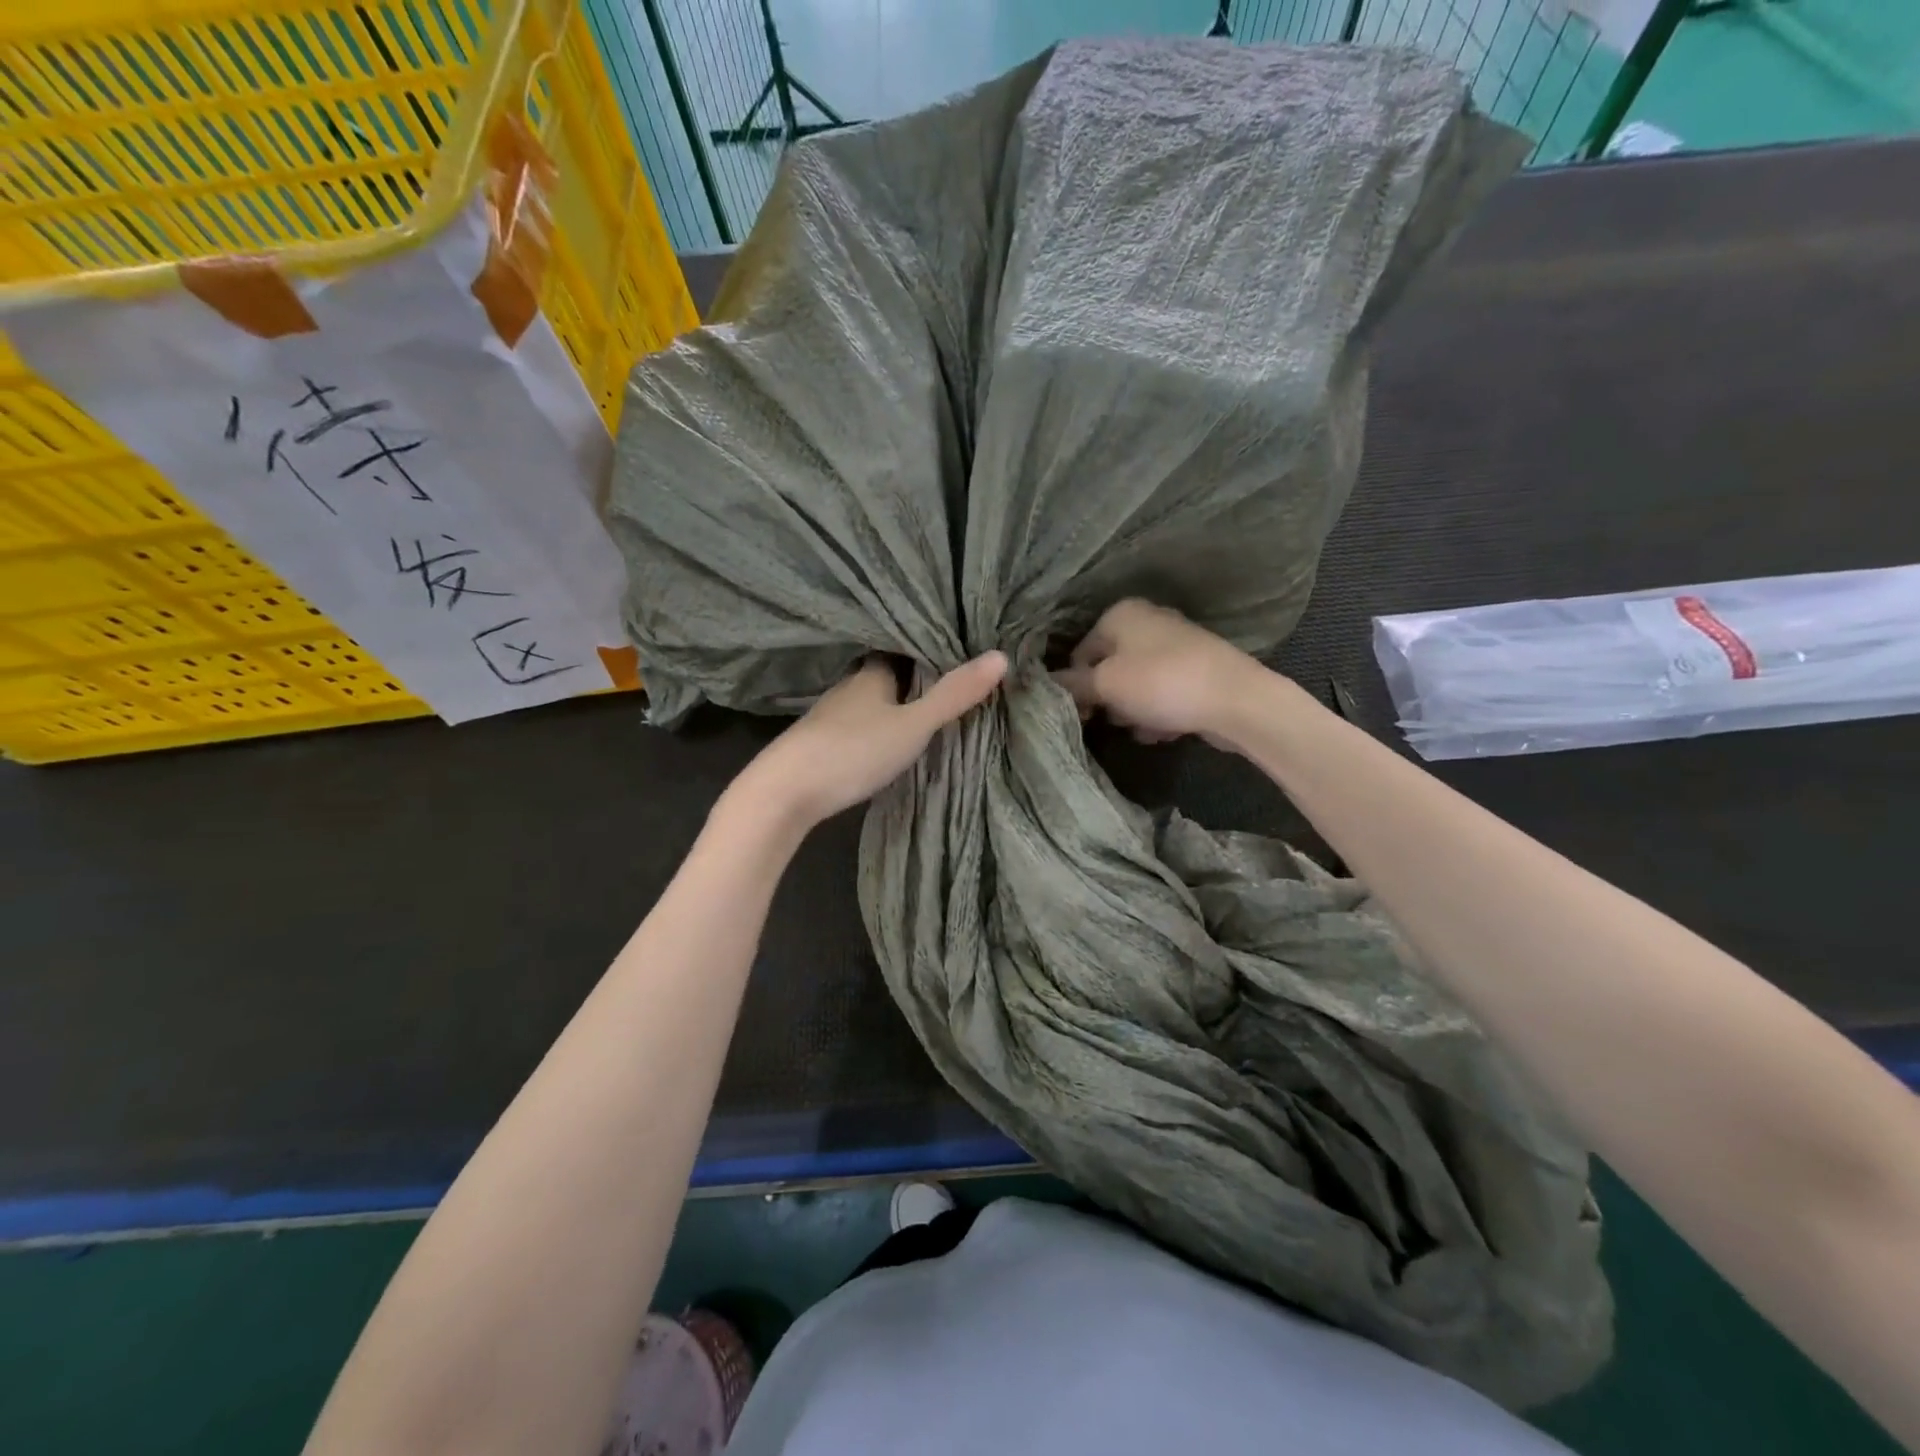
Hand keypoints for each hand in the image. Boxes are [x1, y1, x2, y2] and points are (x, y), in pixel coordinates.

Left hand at [736, 652, 1008, 830]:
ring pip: (872, 699)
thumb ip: (954, 695)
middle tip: (952, 679)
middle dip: (915, 676)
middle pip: (887, 673)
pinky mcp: (820, 742)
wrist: (783, 792)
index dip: (929, 647)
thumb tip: (1001, 656)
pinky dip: (878, 723)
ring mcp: (831, 715)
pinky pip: (859, 722)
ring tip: (928, 707)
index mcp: (871, 673)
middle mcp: (849, 686)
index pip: (903, 648)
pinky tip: (888, 736)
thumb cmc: (852, 751)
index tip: (958, 648)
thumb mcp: (913, 725)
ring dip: (895, 702)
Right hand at [1057, 599, 1258, 747]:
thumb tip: (1043, 683)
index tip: (1082, 714)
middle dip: (1109, 700)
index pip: (1080, 653)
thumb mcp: (1106, 685)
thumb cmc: (1160, 683)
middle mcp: (1147, 621)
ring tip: (1147, 728)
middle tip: (1116, 719)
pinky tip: (1168, 730)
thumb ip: (1072, 685)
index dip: (1076, 686)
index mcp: (1121, 614)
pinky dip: (1160, 712)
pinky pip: (1163, 694)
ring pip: (1136, 685)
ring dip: (1134, 711)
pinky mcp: (1196, 671)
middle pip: (1109, 669)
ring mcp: (1175, 645)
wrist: (1236, 700)